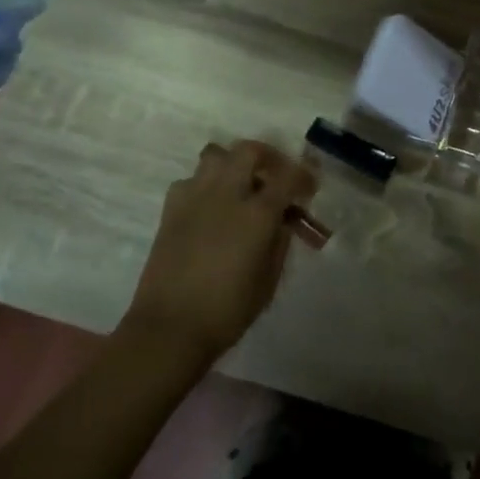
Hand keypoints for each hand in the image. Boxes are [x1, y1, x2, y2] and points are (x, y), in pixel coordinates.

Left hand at [126, 141, 315, 367]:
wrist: (169, 328)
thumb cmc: (227, 311)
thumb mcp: (268, 280)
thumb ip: (278, 242)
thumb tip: (280, 221)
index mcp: (257, 215)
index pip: (288, 177)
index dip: (304, 176)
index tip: (309, 187)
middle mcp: (226, 195)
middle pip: (248, 150)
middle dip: (268, 156)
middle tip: (276, 175)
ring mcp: (194, 198)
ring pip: (215, 155)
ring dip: (233, 163)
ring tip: (241, 185)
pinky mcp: (170, 209)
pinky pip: (191, 179)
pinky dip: (205, 184)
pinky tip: (210, 207)